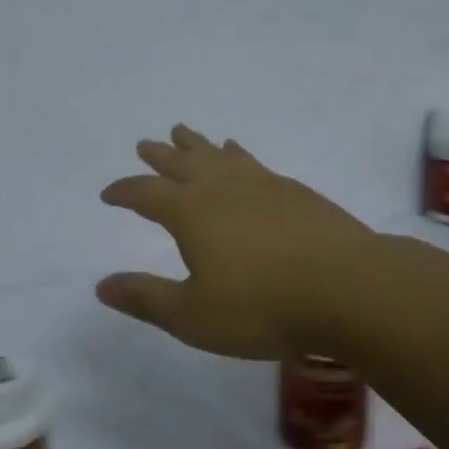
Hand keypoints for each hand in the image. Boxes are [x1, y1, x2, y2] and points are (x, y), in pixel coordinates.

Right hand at [97, 125, 376, 358]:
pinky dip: (236, 153)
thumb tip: (101, 285)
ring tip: (183, 132)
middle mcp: (221, 187)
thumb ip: (146, 298)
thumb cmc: (262, 307)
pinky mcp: (292, 190)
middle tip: (144, 143)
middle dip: (159, 156)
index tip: (108, 193)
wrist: (347, 287)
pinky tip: (238, 153)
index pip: (145, 194)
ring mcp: (260, 183)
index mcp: (190, 212)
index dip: (124, 191)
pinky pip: (251, 161)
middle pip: (181, 163)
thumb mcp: (193, 316)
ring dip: (196, 144)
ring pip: (217, 154)